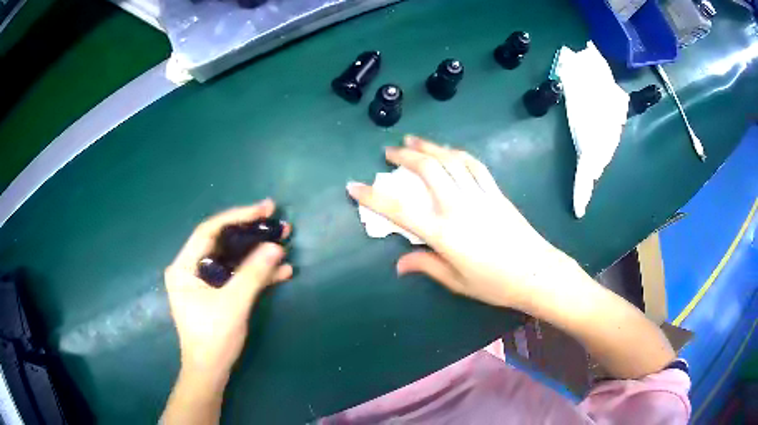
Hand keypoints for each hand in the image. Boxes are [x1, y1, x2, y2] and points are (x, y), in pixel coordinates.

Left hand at [164, 199, 292, 378]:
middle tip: (277, 221)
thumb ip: (254, 273)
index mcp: (184, 266)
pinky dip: (257, 273)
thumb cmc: (214, 338)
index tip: (263, 210)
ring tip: (284, 241)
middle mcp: (191, 268)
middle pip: (223, 242)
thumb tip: (276, 246)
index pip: (209, 231)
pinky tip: (281, 271)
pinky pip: (237, 276)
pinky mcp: (217, 293)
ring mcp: (205, 281)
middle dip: (251, 233)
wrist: (211, 372)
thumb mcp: (234, 304)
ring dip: (258, 253)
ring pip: (233, 258)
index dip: (237, 217)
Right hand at [347, 136, 570, 311]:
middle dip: (403, 157)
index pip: (399, 210)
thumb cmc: (495, 284)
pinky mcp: (495, 192)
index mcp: (444, 233)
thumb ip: (426, 266)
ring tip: (412, 141)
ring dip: (428, 147)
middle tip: (389, 152)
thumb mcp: (456, 281)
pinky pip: (474, 165)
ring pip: (449, 161)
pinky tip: (448, 150)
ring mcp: (479, 195)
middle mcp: (458, 207)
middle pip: (427, 171)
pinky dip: (457, 153)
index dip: (373, 197)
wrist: (536, 273)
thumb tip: (399, 264)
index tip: (354, 186)